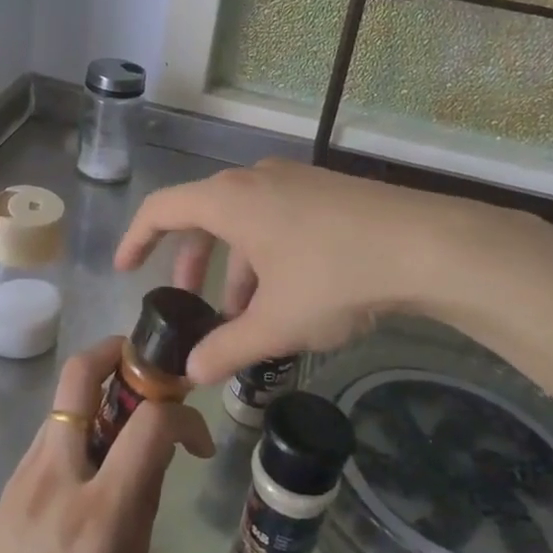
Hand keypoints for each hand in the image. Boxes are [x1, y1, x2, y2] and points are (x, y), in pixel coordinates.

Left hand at [0, 337, 213, 552]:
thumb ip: (141, 514)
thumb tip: (154, 462)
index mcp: (100, 507)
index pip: (150, 425)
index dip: (183, 416)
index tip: (197, 439)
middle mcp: (60, 470)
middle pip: (80, 375)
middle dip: (116, 350)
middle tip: (142, 363)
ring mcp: (26, 470)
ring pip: (62, 402)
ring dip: (97, 394)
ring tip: (122, 424)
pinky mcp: (8, 482)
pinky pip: (48, 437)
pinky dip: (76, 431)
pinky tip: (87, 468)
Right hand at [115, 158, 522, 383]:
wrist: (427, 245)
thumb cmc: (333, 277)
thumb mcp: (275, 322)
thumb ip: (226, 348)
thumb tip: (191, 373)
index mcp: (229, 199)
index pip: (161, 208)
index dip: (136, 238)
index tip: (125, 269)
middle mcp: (254, 179)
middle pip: (204, 214)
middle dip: (191, 261)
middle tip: (190, 301)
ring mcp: (294, 181)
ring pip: (244, 221)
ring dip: (234, 265)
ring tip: (245, 314)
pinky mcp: (326, 191)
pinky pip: (276, 218)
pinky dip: (265, 254)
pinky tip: (288, 294)